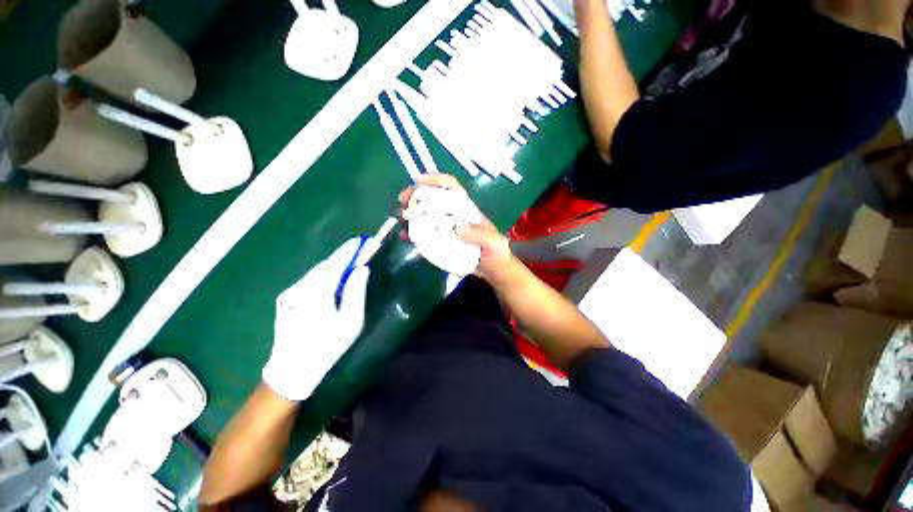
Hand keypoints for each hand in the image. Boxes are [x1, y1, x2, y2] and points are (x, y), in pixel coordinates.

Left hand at [262, 238, 369, 401]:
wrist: (292, 368)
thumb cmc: (327, 345)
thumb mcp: (350, 321)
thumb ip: (356, 291)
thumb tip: (361, 269)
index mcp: (319, 291)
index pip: (337, 262)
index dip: (351, 250)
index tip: (363, 240)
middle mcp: (303, 286)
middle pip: (327, 264)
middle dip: (344, 256)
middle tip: (360, 251)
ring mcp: (292, 292)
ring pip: (318, 271)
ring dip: (335, 265)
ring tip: (351, 263)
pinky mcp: (289, 298)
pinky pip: (311, 280)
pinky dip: (325, 274)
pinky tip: (333, 280)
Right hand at [399, 174, 513, 280]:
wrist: (493, 270)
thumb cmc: (496, 253)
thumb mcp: (493, 243)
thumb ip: (479, 236)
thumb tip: (457, 228)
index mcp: (467, 210)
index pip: (452, 188)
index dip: (437, 181)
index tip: (420, 181)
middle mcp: (455, 216)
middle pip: (435, 199)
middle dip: (418, 195)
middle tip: (403, 200)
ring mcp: (448, 229)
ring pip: (428, 215)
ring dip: (413, 213)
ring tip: (402, 217)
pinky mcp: (443, 242)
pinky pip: (427, 234)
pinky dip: (415, 233)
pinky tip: (406, 236)